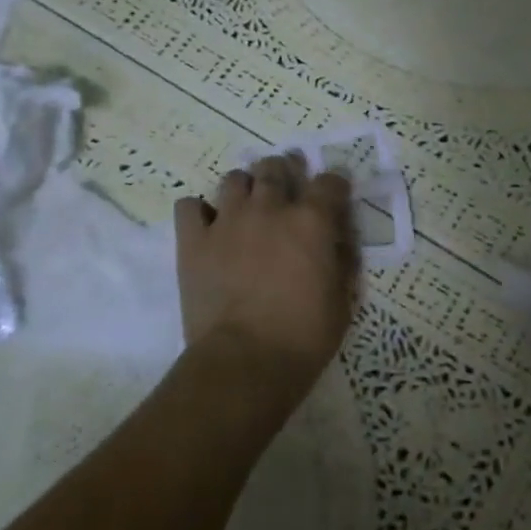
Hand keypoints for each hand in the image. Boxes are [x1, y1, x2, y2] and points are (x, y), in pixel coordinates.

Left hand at [174, 154, 359, 415]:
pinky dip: (198, 211)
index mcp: (312, 221)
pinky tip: (207, 226)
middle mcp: (269, 209)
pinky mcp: (193, 241)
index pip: (329, 181)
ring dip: (244, 188)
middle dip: (284, 173)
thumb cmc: (304, 335)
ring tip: (247, 206)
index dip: (334, 185)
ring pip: (233, 179)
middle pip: (275, 168)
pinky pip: (188, 206)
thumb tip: (339, 241)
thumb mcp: (342, 300)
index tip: (334, 195)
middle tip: (285, 190)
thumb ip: (342, 261)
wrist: (245, 361)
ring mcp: (227, 222)